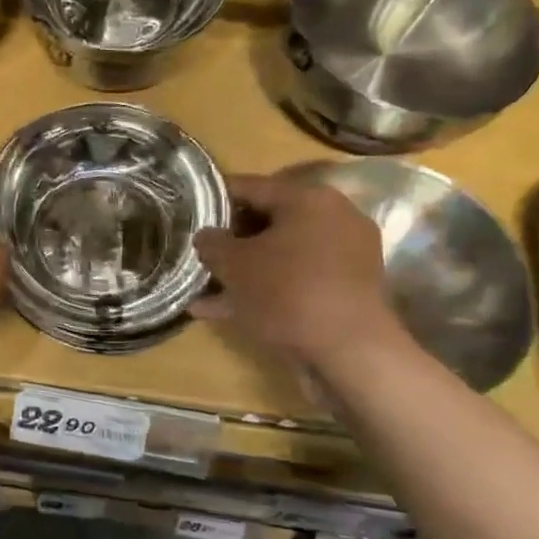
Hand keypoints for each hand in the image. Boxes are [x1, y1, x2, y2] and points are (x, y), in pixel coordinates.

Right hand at [192, 169, 404, 368]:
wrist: (349, 352)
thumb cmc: (286, 292)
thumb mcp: (234, 265)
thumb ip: (212, 243)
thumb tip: (205, 235)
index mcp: (307, 198)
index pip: (249, 186)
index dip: (213, 199)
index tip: (188, 213)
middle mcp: (332, 218)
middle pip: (267, 221)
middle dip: (230, 240)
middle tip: (199, 253)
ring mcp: (344, 255)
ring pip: (280, 255)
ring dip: (244, 270)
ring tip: (204, 288)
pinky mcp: (346, 289)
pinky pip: (296, 279)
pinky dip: (266, 290)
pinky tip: (225, 311)